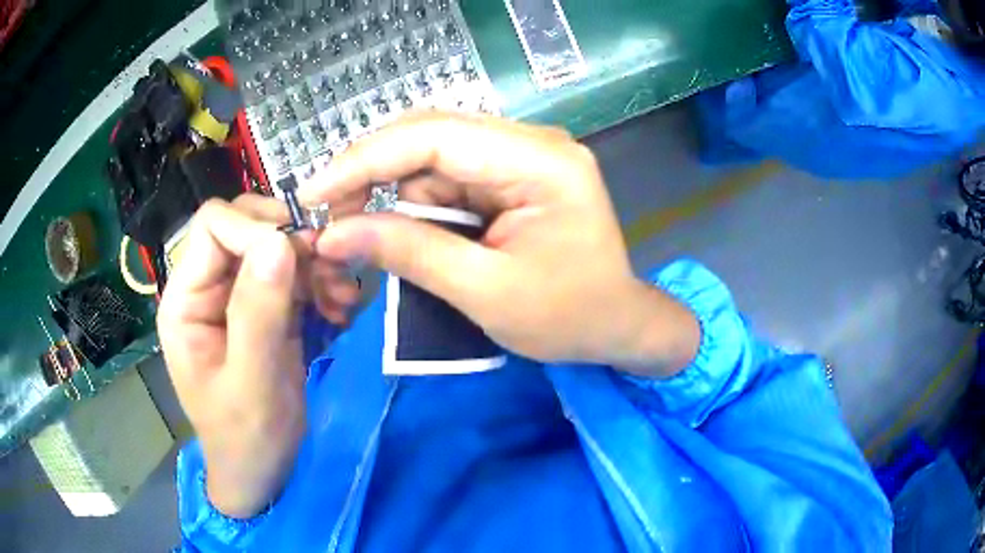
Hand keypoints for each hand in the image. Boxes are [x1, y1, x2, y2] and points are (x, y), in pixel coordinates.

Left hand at [156, 196, 356, 517]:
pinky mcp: (266, 308)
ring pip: (276, 244)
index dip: (255, 229)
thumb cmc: (245, 436)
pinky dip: (321, 281)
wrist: (262, 469)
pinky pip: (295, 272)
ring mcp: (238, 295)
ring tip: (342, 297)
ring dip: (314, 261)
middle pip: (246, 225)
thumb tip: (279, 242)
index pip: (213, 227)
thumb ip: (258, 314)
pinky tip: (339, 307)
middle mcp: (208, 286)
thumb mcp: (251, 383)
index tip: (298, 258)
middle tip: (330, 272)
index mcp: (186, 300)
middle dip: (291, 240)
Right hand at [300, 112, 699, 375]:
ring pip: (431, 159)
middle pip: (429, 138)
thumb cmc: (569, 318)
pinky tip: (401, 236)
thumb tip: (335, 234)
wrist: (618, 326)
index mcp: (539, 162)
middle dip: (371, 176)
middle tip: (328, 219)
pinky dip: (415, 206)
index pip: (433, 137)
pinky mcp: (511, 177)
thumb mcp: (486, 293)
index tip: (312, 194)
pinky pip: (447, 178)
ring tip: (361, 239)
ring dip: (390, 195)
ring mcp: (521, 156)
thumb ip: (410, 254)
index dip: (364, 161)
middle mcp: (530, 143)